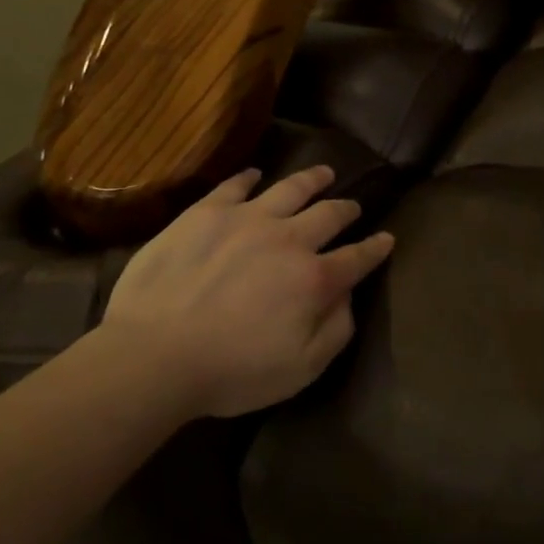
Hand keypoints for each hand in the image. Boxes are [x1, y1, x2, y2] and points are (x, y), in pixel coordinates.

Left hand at [102, 165, 393, 419]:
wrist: (156, 352)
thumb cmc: (232, 371)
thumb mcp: (300, 369)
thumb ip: (335, 330)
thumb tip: (347, 296)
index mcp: (313, 279)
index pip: (356, 258)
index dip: (375, 248)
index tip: (387, 239)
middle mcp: (288, 238)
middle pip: (328, 215)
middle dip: (346, 209)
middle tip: (352, 206)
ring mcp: (246, 218)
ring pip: (290, 188)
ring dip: (311, 179)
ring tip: (323, 172)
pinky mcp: (206, 212)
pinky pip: (234, 185)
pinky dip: (249, 177)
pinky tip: (255, 174)